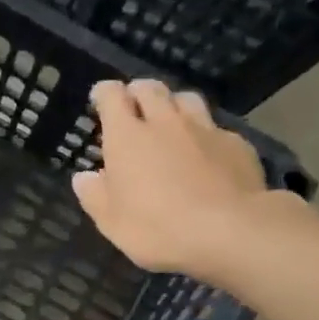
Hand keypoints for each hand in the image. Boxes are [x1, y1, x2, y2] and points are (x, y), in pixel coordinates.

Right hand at [72, 80, 309, 283]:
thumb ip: (94, 196)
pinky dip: (204, 133)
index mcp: (127, 138)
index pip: (112, 97)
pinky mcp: (235, 143)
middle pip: (150, 89)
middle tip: (133, 104)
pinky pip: (214, 127)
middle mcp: (165, 122)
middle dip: (137, 91)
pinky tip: (205, 152)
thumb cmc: (157, 228)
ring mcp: (204, 129)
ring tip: (170, 120)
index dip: (104, 93)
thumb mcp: (112, 223)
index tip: (100, 98)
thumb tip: (83, 177)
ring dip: (173, 104)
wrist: (228, 230)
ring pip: (186, 99)